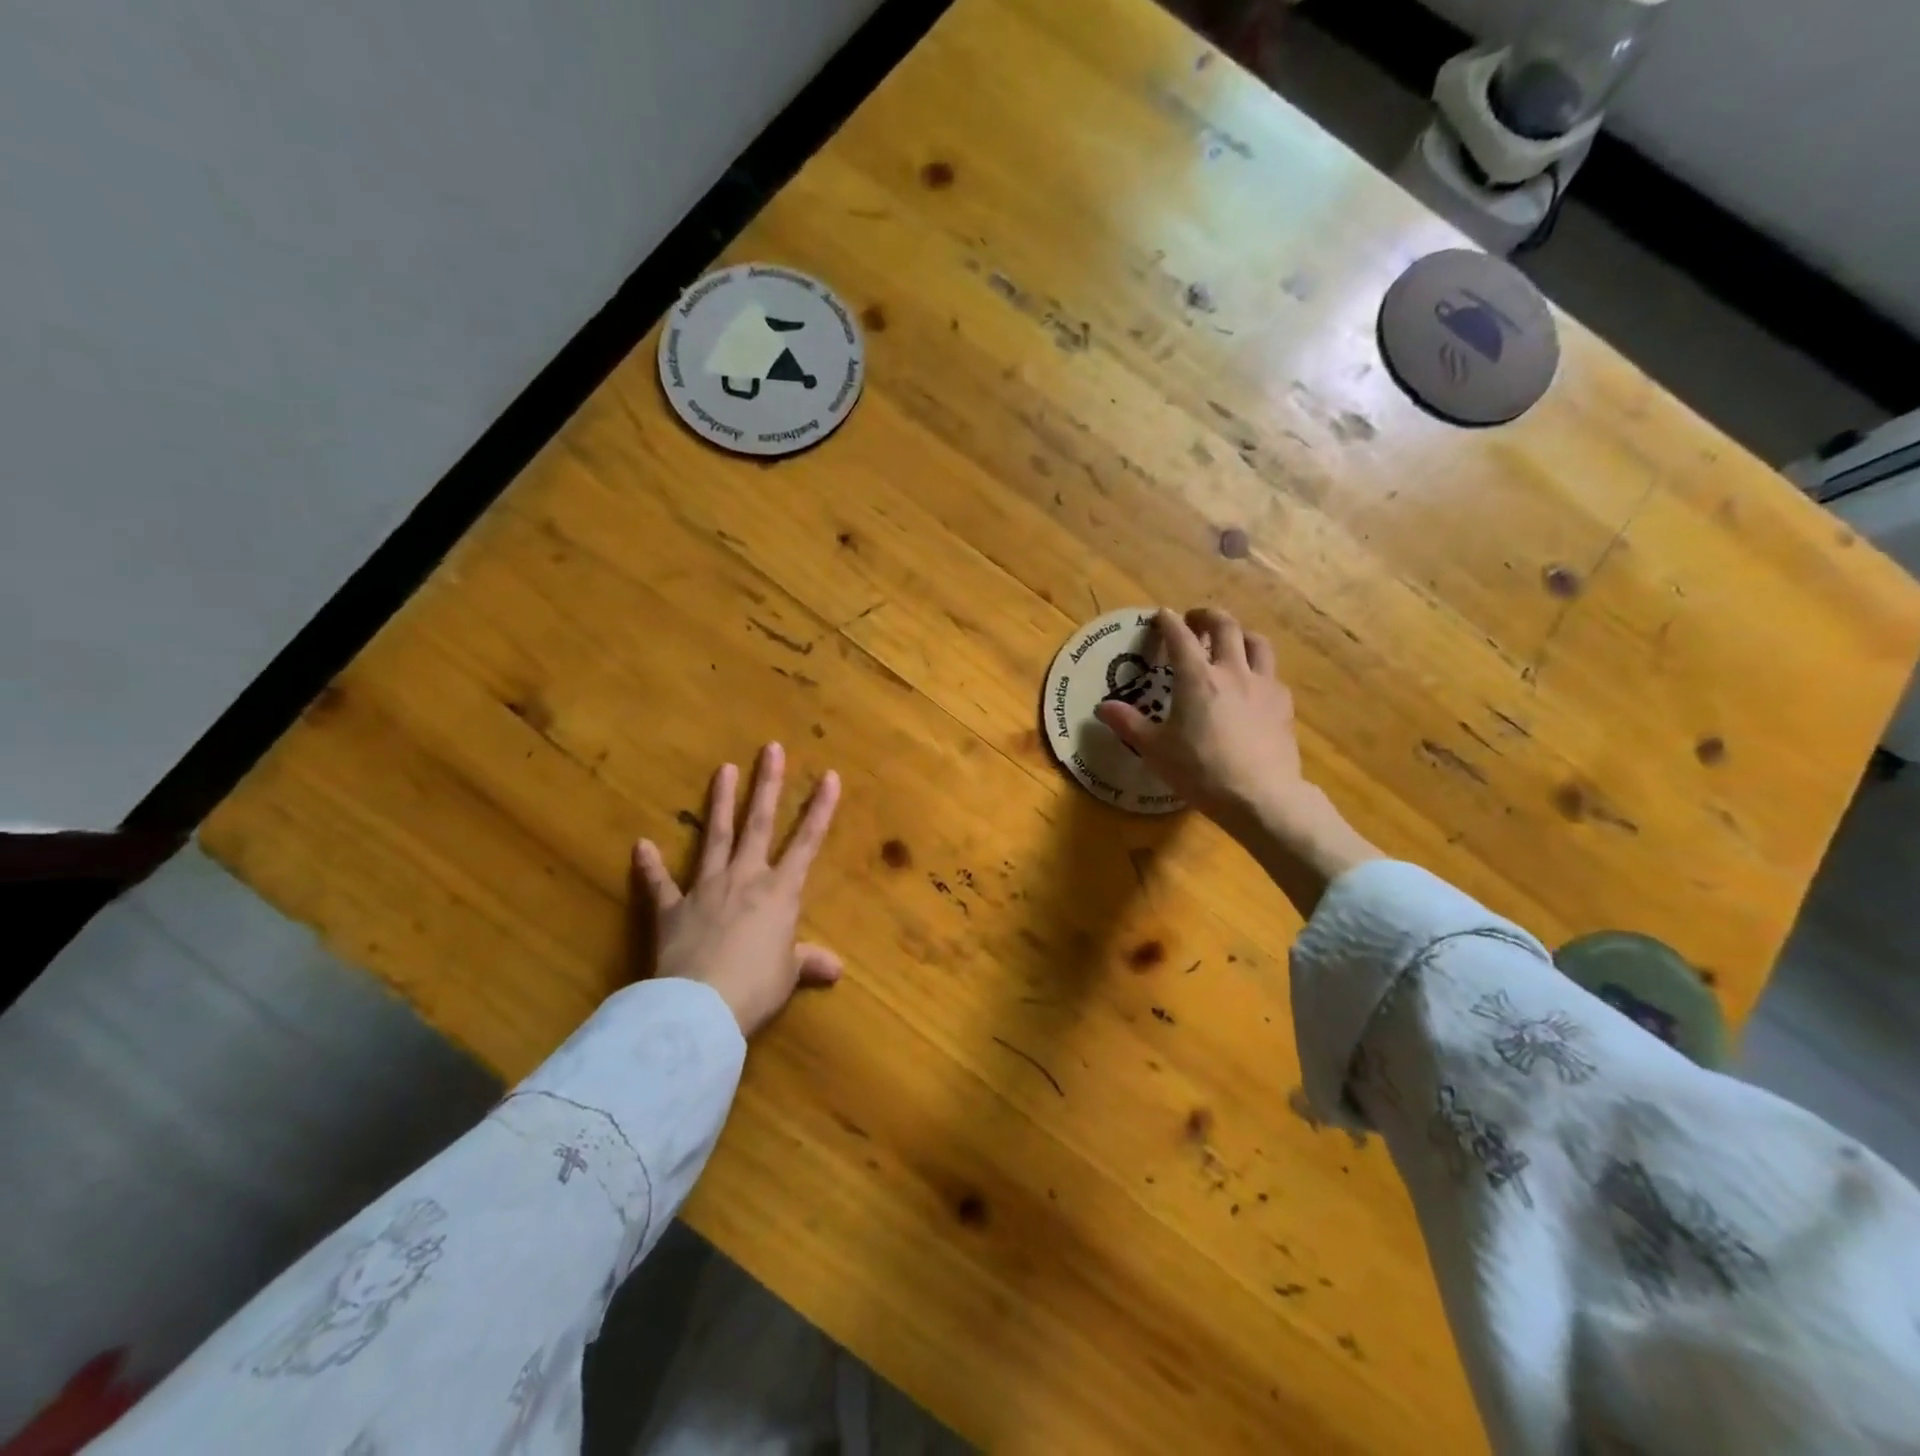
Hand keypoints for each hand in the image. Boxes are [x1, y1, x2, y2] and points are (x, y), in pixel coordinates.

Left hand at [632, 743, 842, 1037]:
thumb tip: (837, 969)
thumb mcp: (788, 976)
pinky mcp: (672, 909)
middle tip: (770, 749)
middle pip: (758, 824)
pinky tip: (640, 845)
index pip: (807, 842)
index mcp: (780, 892)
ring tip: (724, 769)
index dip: (821, 809)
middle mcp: (745, 879)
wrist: (700, 1007)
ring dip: (720, 803)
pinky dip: (650, 866)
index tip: (830, 776)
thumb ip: (809, 963)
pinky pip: (660, 885)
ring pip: (715, 837)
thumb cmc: (755, 988)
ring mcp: (706, 889)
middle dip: (767, 785)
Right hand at [1094, 607, 1378, 897]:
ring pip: (1257, 643)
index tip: (1161, 615)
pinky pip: (1272, 673)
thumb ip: (1129, 724)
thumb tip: (1102, 707)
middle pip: (1226, 627)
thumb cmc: (1200, 770)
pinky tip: (1252, 683)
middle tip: (1195, 619)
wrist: (1260, 795)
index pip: (1180, 637)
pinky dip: (1258, 667)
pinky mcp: (1283, 705)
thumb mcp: (1155, 750)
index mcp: (1197, 678)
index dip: (1168, 622)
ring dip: (1241, 634)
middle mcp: (1232, 671)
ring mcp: (1263, 685)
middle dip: (1208, 616)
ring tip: (1231, 641)